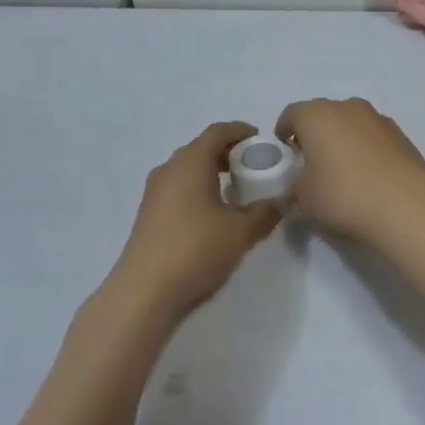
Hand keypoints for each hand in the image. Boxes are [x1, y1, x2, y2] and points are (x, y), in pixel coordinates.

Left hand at [111, 121, 282, 318]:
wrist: (143, 294)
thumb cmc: (195, 250)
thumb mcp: (241, 232)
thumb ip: (266, 212)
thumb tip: (282, 201)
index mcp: (191, 161)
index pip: (217, 131)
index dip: (240, 131)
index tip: (260, 140)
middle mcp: (169, 168)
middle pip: (201, 148)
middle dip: (227, 153)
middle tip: (252, 167)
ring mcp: (154, 192)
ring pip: (187, 169)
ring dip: (211, 173)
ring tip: (234, 193)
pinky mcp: (147, 215)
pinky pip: (177, 188)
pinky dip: (197, 189)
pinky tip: (211, 215)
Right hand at [276, 98, 424, 242]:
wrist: (405, 205)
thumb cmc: (344, 195)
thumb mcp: (303, 198)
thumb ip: (294, 185)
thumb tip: (297, 184)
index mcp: (316, 115)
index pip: (291, 114)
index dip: (284, 133)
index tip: (284, 156)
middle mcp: (347, 106)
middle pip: (322, 115)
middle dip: (314, 135)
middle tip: (311, 165)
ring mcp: (377, 117)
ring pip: (350, 123)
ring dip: (342, 140)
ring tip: (343, 172)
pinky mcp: (400, 134)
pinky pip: (372, 136)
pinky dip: (366, 149)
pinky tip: (369, 176)